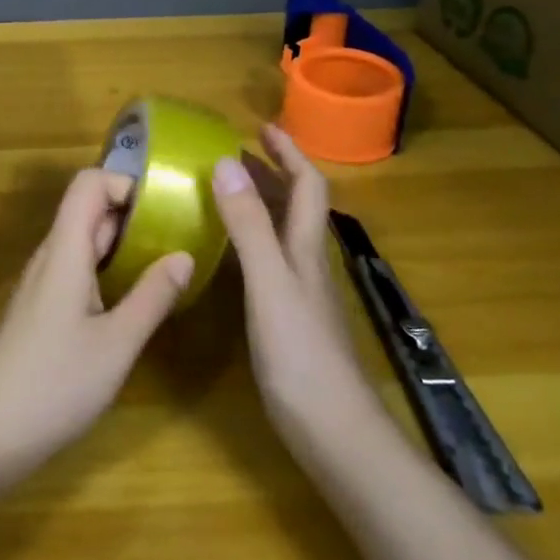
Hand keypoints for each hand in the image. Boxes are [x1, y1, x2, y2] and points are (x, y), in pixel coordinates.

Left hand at [0, 169, 193, 475]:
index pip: (87, 184)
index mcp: (64, 251)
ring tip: (166, 262)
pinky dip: (108, 269)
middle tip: (181, 234)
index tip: (166, 207)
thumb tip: (185, 254)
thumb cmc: (54, 384)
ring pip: (84, 242)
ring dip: (123, 243)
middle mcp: (50, 256)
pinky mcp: (41, 308)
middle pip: (88, 210)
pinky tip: (133, 298)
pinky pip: (77, 269)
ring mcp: (42, 283)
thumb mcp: (116, 344)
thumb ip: (152, 296)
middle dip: (134, 213)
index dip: (124, 182)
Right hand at [211, 125, 378, 455]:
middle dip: (271, 171)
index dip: (289, 152)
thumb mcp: (269, 282)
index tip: (262, 127)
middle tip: (233, 153)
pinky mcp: (289, 318)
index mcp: (306, 247)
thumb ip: (248, 226)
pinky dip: (251, 238)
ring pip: (283, 231)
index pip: (307, 185)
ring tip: (226, 188)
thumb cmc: (300, 353)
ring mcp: (301, 292)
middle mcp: (307, 262)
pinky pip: (270, 259)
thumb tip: (226, 163)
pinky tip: (229, 251)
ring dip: (260, 202)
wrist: (333, 431)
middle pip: (296, 204)